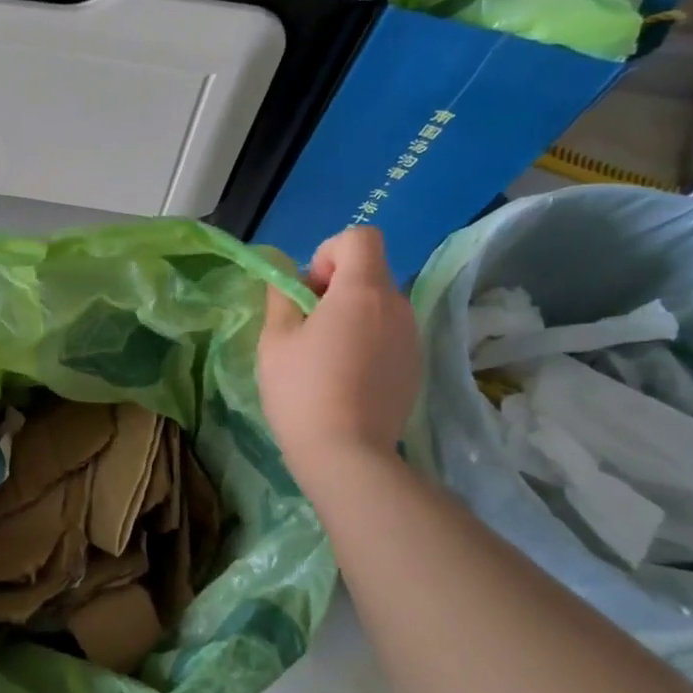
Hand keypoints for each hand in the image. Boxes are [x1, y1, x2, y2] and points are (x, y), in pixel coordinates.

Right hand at [258, 227, 420, 482]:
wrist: (347, 456)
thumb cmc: (302, 391)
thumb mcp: (275, 340)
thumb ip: (281, 297)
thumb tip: (287, 278)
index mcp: (363, 292)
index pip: (360, 237)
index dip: (329, 252)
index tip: (310, 290)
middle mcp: (397, 306)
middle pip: (370, 271)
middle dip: (337, 286)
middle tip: (308, 326)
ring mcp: (412, 338)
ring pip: (381, 305)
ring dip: (353, 314)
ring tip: (326, 356)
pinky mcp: (416, 366)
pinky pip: (390, 334)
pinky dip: (369, 341)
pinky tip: (347, 378)